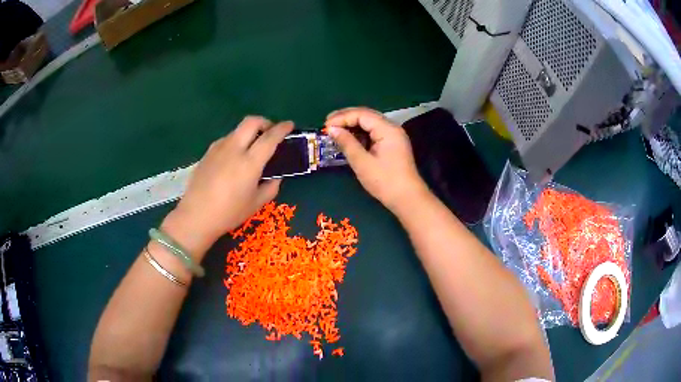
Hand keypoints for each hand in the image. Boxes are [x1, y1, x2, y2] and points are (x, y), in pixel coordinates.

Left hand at [163, 116, 292, 254]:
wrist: (196, 216)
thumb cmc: (229, 213)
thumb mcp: (256, 204)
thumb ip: (271, 187)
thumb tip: (276, 176)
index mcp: (249, 162)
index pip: (270, 137)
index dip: (282, 128)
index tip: (290, 125)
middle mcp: (234, 149)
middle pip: (251, 121)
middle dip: (265, 122)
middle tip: (270, 132)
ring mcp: (218, 148)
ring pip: (237, 130)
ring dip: (249, 132)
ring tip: (251, 148)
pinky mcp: (207, 153)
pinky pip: (226, 139)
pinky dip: (236, 141)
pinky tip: (234, 158)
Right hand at [325, 107, 428, 212]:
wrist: (407, 198)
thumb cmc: (384, 181)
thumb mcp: (362, 162)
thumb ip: (347, 143)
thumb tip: (332, 129)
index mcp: (387, 129)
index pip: (361, 114)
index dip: (342, 117)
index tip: (326, 126)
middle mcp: (392, 128)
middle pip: (366, 115)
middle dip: (346, 117)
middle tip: (327, 124)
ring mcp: (393, 136)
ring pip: (370, 123)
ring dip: (352, 124)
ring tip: (335, 130)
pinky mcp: (392, 144)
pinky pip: (373, 132)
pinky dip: (360, 133)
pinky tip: (349, 138)